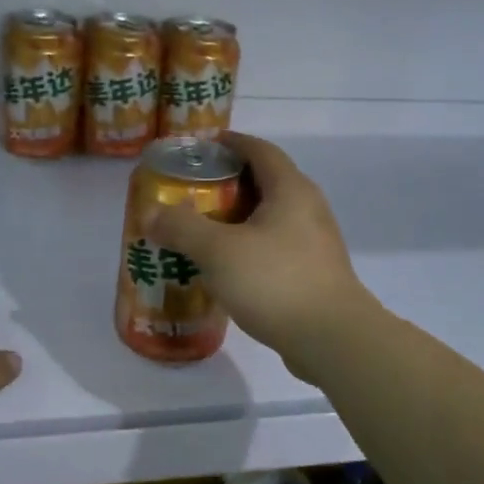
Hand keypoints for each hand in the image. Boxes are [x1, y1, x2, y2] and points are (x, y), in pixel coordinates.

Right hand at [147, 132, 376, 366]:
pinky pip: (276, 245)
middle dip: (228, 182)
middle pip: (265, 181)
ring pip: (271, 216)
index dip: (231, 143)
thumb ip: (182, 228)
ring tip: (203, 229)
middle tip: (191, 192)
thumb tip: (150, 213)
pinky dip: (250, 246)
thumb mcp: (218, 251)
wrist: (333, 340)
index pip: (260, 149)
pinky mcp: (314, 272)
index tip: (200, 147)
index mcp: (290, 189)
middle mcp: (308, 207)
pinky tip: (227, 267)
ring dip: (238, 218)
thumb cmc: (276, 281)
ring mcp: (315, 241)